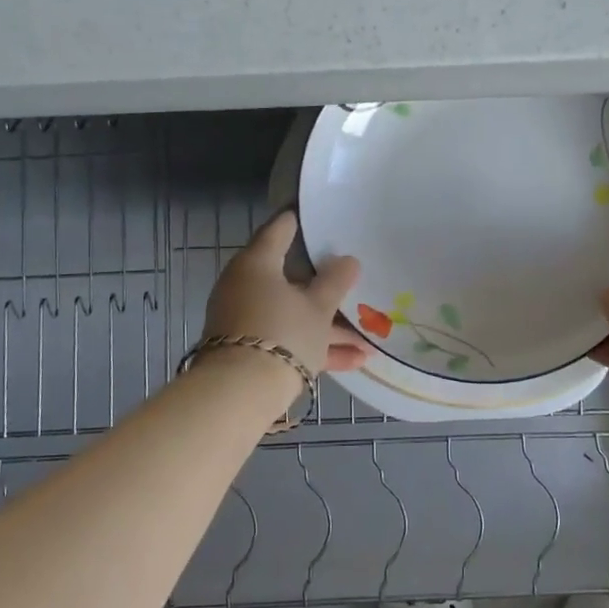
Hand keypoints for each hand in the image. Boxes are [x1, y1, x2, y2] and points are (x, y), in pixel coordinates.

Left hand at [203, 211, 367, 374]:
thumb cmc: (282, 332)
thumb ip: (335, 282)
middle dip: (325, 288)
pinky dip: (317, 347)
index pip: (279, 231)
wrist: (240, 393)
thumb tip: (348, 260)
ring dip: (329, 327)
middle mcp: (246, 287)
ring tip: (368, 339)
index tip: (314, 214)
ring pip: (293, 315)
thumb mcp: (318, 307)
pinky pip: (289, 339)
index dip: (298, 221)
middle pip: (291, 280)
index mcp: (257, 264)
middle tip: (352, 280)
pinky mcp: (250, 350)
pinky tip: (356, 361)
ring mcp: (246, 320)